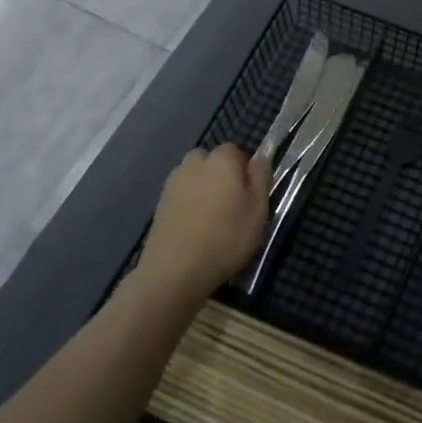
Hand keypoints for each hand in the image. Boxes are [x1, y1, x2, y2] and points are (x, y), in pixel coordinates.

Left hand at [137, 145, 272, 305]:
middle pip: (213, 162)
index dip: (246, 172)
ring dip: (205, 191)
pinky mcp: (160, 203)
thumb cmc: (226, 237)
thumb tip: (259, 158)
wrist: (175, 270)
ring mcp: (173, 182)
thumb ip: (261, 176)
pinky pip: (183, 196)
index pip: (237, 152)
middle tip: (233, 208)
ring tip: (213, 222)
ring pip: (196, 179)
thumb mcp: (259, 208)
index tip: (251, 197)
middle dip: (223, 178)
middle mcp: (194, 162)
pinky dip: (190, 206)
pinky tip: (195, 230)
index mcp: (221, 159)